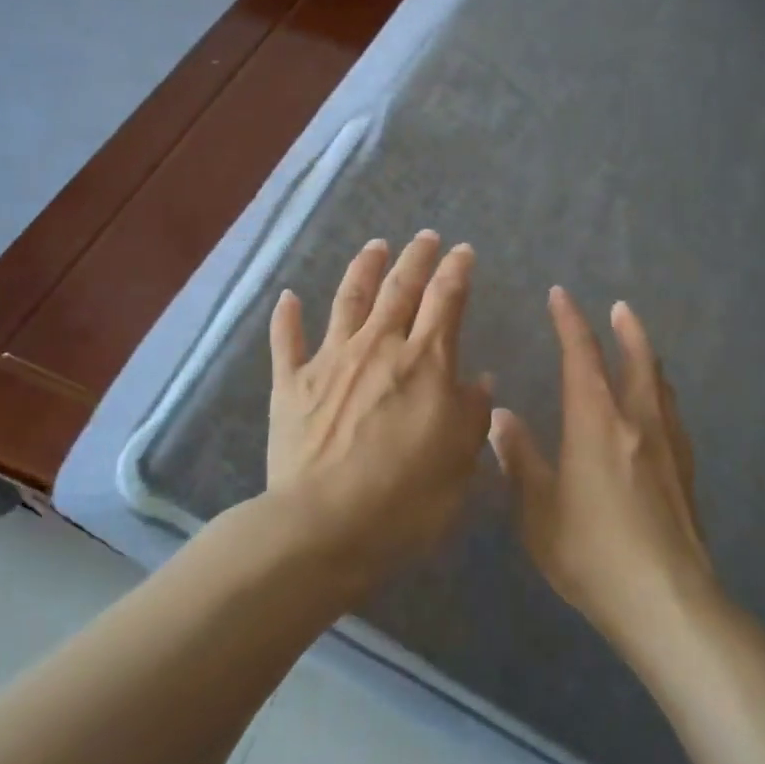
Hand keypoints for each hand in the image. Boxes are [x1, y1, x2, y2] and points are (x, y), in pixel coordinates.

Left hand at [265, 232, 492, 589]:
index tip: (463, 252)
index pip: (445, 301)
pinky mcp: (290, 385)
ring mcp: (329, 362)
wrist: (324, 526)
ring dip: (363, 269)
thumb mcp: (460, 461)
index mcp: (424, 362)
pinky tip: (287, 296)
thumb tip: (478, 380)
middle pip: (399, 289)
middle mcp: (377, 347)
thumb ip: (471, 414)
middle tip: (425, 237)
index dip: (456, 271)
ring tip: (375, 246)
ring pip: (348, 300)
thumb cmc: (407, 498)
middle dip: (415, 258)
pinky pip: (286, 342)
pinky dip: (286, 317)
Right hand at [489, 288, 713, 645]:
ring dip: (648, 358)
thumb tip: (502, 417)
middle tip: (619, 308)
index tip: (560, 296)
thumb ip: (520, 459)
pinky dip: (662, 394)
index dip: (570, 323)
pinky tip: (659, 410)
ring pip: (659, 386)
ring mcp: (668, 446)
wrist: (666, 600)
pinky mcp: (685, 472)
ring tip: (641, 348)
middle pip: (636, 361)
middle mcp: (637, 422)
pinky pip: (673, 415)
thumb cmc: (591, 552)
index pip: (582, 357)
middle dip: (625, 330)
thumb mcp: (539, 510)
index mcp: (596, 423)